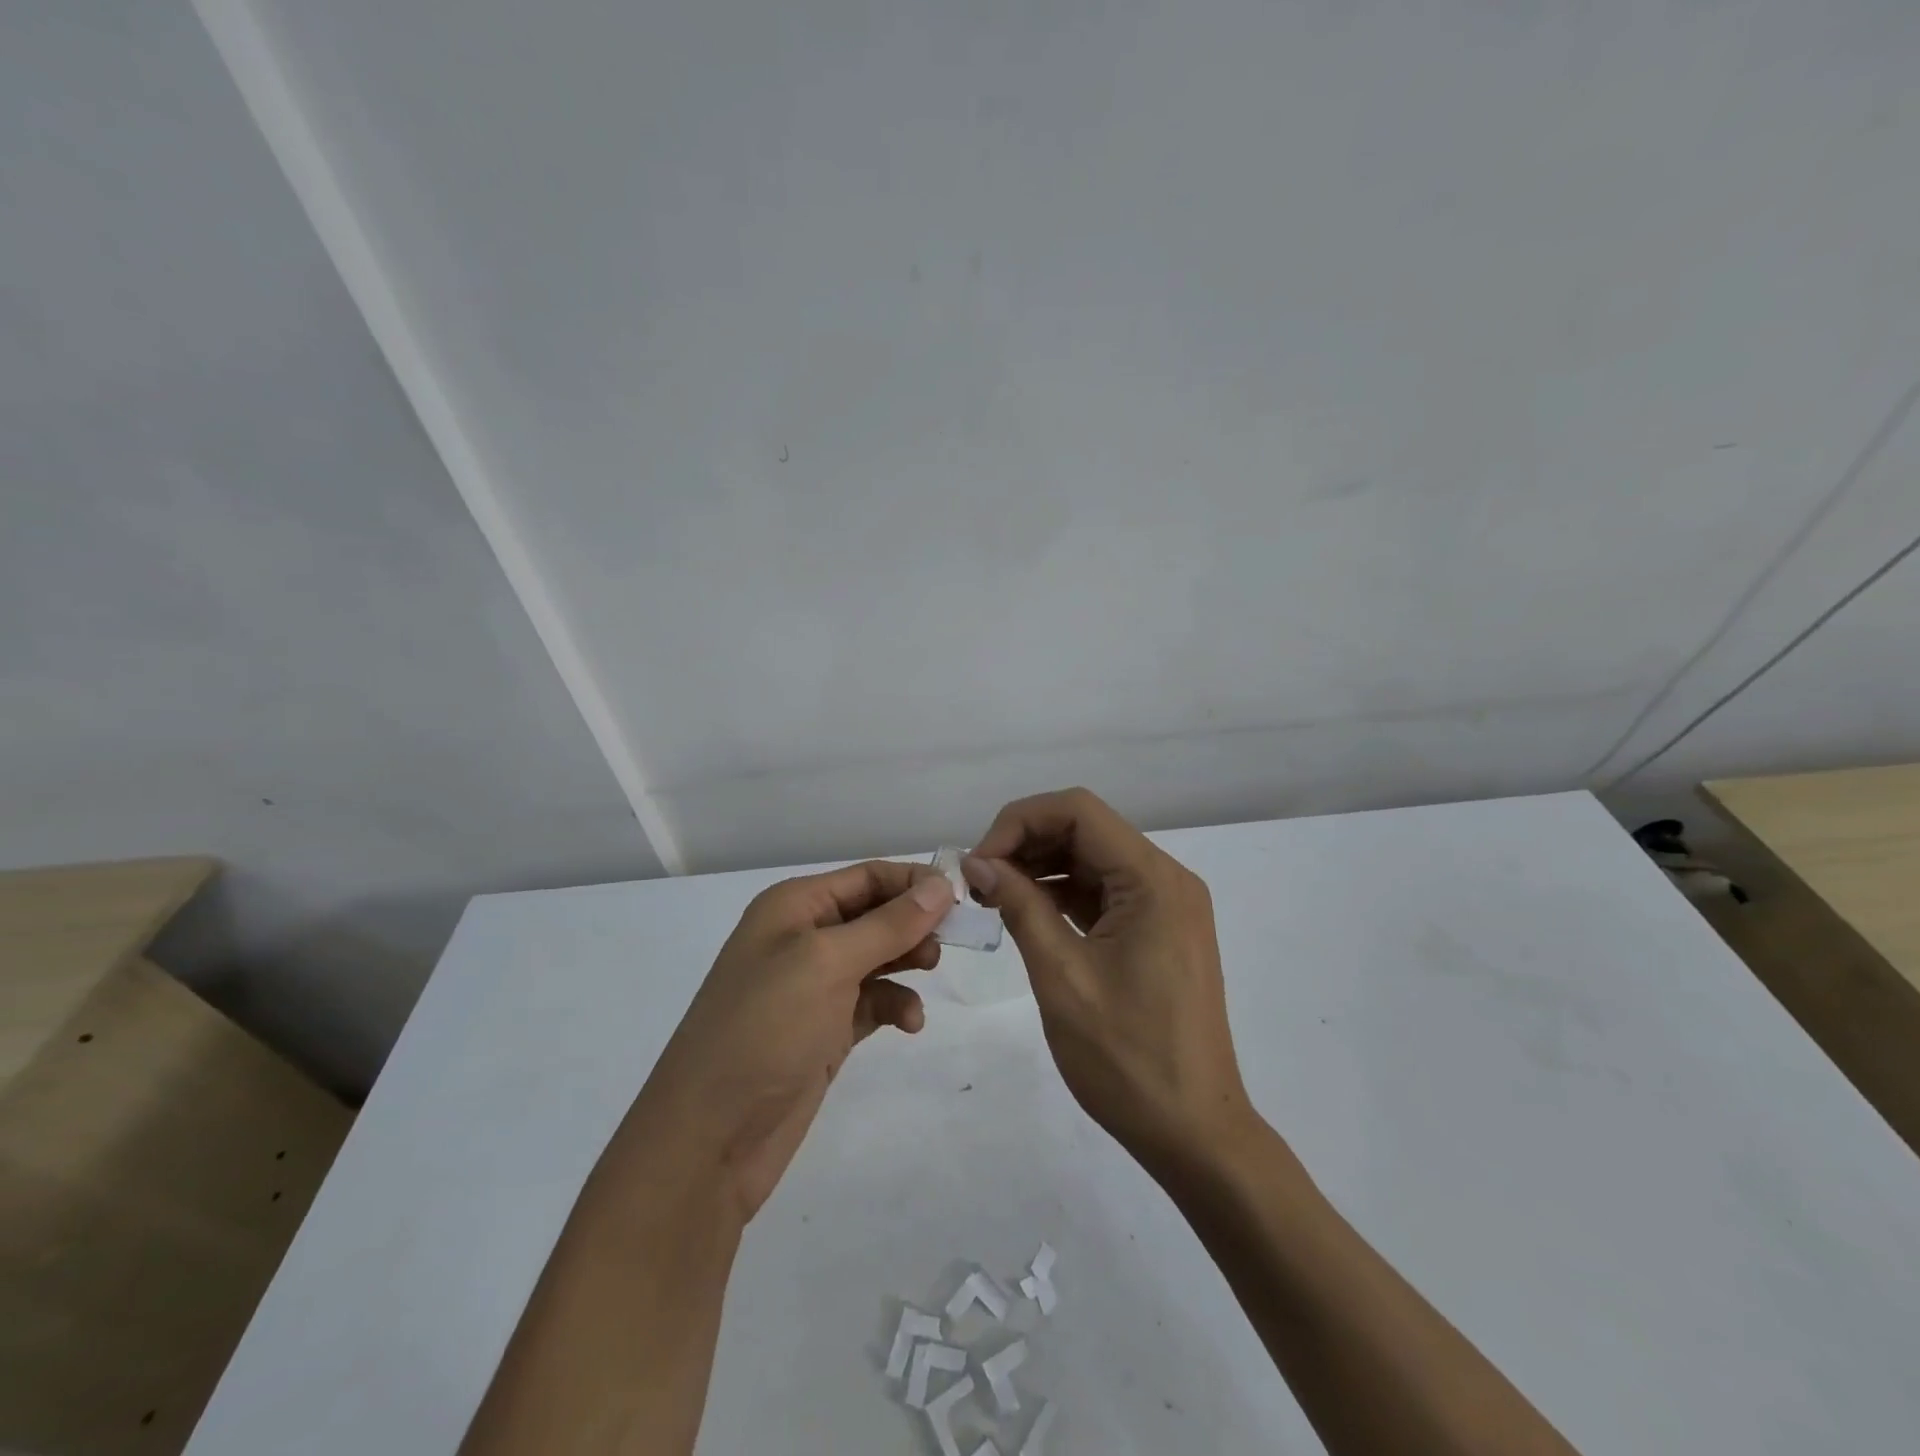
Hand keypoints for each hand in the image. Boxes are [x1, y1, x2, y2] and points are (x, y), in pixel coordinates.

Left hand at [629, 861, 954, 1222]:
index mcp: (794, 907)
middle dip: (915, 923)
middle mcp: (802, 938)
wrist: (710, 1138)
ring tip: (931, 972)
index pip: (867, 877)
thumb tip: (940, 885)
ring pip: (878, 956)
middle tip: (953, 940)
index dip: (914, 882)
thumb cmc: (765, 1029)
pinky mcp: (824, 1028)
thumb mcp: (827, 964)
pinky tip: (910, 1023)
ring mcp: (813, 986)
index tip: (962, 899)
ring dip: (908, 961)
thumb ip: (888, 924)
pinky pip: (872, 1001)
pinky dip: (895, 1004)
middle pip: (875, 914)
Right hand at [964, 788, 1253, 1173]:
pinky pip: (1105, 892)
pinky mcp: (1160, 930)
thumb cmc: (1127, 1059)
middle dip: (1026, 843)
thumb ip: (1020, 906)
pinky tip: (1027, 913)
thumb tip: (978, 862)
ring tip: (993, 897)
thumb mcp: (1062, 976)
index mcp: (1153, 880)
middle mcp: (1166, 879)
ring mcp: (1166, 905)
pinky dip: (1063, 894)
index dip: (1020, 822)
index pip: (1078, 811)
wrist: (1195, 1133)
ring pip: (1093, 858)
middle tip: (978, 882)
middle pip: (1086, 829)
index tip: (979, 863)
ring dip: (1041, 868)